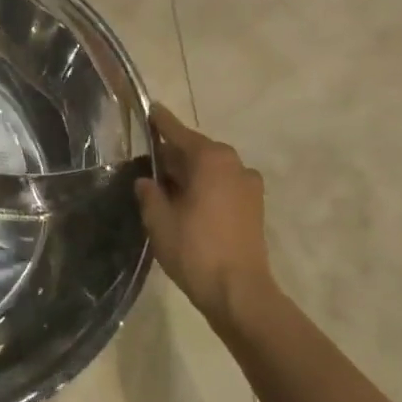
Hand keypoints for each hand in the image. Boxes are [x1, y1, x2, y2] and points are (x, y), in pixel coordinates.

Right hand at [136, 103, 274, 328]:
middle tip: (147, 165)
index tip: (149, 108)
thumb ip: (150, 193)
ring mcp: (248, 186)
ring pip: (210, 170)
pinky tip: (187, 206)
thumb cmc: (196, 250)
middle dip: (172, 156)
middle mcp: (233, 164)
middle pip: (196, 151)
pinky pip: (222, 186)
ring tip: (165, 189)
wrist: (240, 294)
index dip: (160, 121)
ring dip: (189, 175)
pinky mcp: (254, 207)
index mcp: (210, 159)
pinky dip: (205, 188)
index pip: (178, 132)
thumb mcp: (160, 220)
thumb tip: (147, 181)